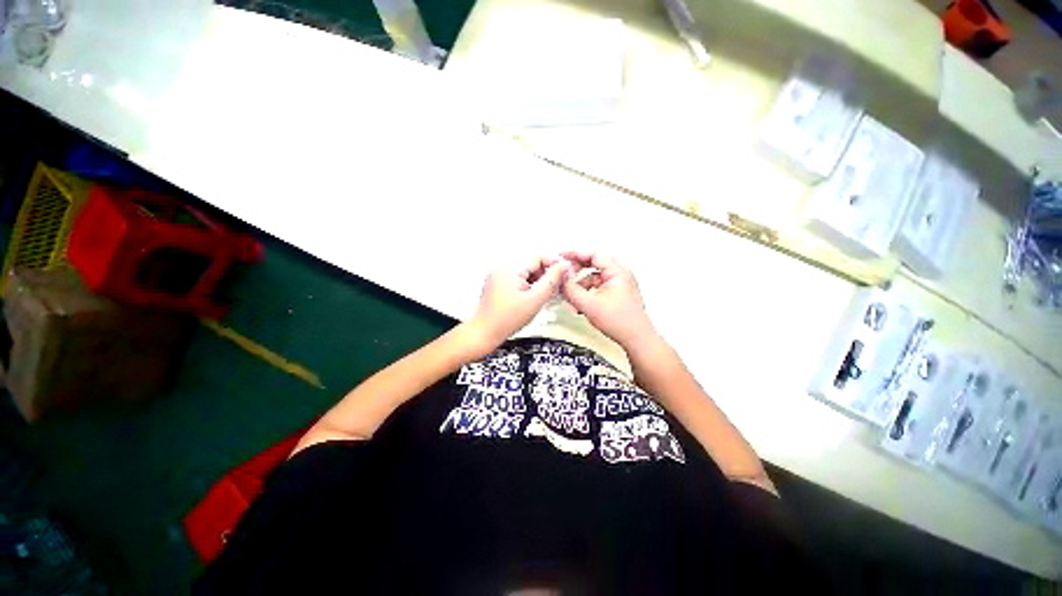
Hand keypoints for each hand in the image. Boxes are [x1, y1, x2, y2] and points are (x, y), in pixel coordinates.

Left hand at [470, 256, 569, 347]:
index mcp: (510, 268)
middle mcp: (502, 267)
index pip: (538, 258)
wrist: (484, 333)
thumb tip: (564, 265)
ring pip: (525, 273)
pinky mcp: (497, 283)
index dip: (553, 264)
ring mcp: (498, 275)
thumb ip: (552, 281)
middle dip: (545, 275)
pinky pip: (518, 279)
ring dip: (537, 281)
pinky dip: (527, 286)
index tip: (564, 273)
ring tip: (541, 297)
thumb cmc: (507, 319)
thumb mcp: (535, 300)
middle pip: (531, 265)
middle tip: (554, 289)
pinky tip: (531, 298)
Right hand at [560, 251, 656, 349]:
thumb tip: (562, 278)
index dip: (575, 253)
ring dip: (580, 284)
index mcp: (617, 271)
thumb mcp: (589, 305)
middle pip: (593, 263)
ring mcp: (619, 283)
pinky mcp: (616, 292)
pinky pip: (597, 286)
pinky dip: (587, 292)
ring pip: (594, 276)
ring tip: (571, 296)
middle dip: (576, 270)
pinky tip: (579, 304)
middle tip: (564, 274)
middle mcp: (619, 274)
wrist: (636, 339)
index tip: (562, 256)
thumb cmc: (622, 322)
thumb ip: (571, 289)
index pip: (593, 254)